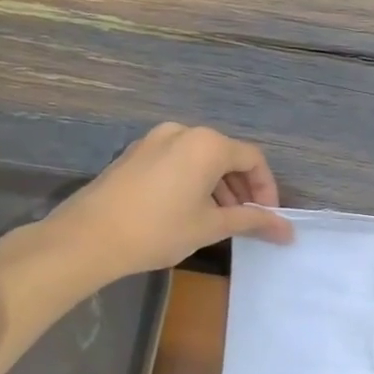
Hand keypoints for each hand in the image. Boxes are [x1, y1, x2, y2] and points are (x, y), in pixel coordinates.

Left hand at [41, 123, 294, 281]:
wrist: (85, 240)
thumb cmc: (159, 230)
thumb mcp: (212, 226)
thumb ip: (254, 221)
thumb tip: (288, 231)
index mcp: (208, 145)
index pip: (253, 160)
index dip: (267, 189)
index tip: (268, 216)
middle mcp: (183, 133)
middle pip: (227, 156)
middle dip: (243, 188)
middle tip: (247, 218)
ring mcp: (154, 140)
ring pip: (201, 159)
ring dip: (218, 186)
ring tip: (220, 218)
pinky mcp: (134, 154)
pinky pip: (177, 161)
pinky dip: (192, 181)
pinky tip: (189, 210)